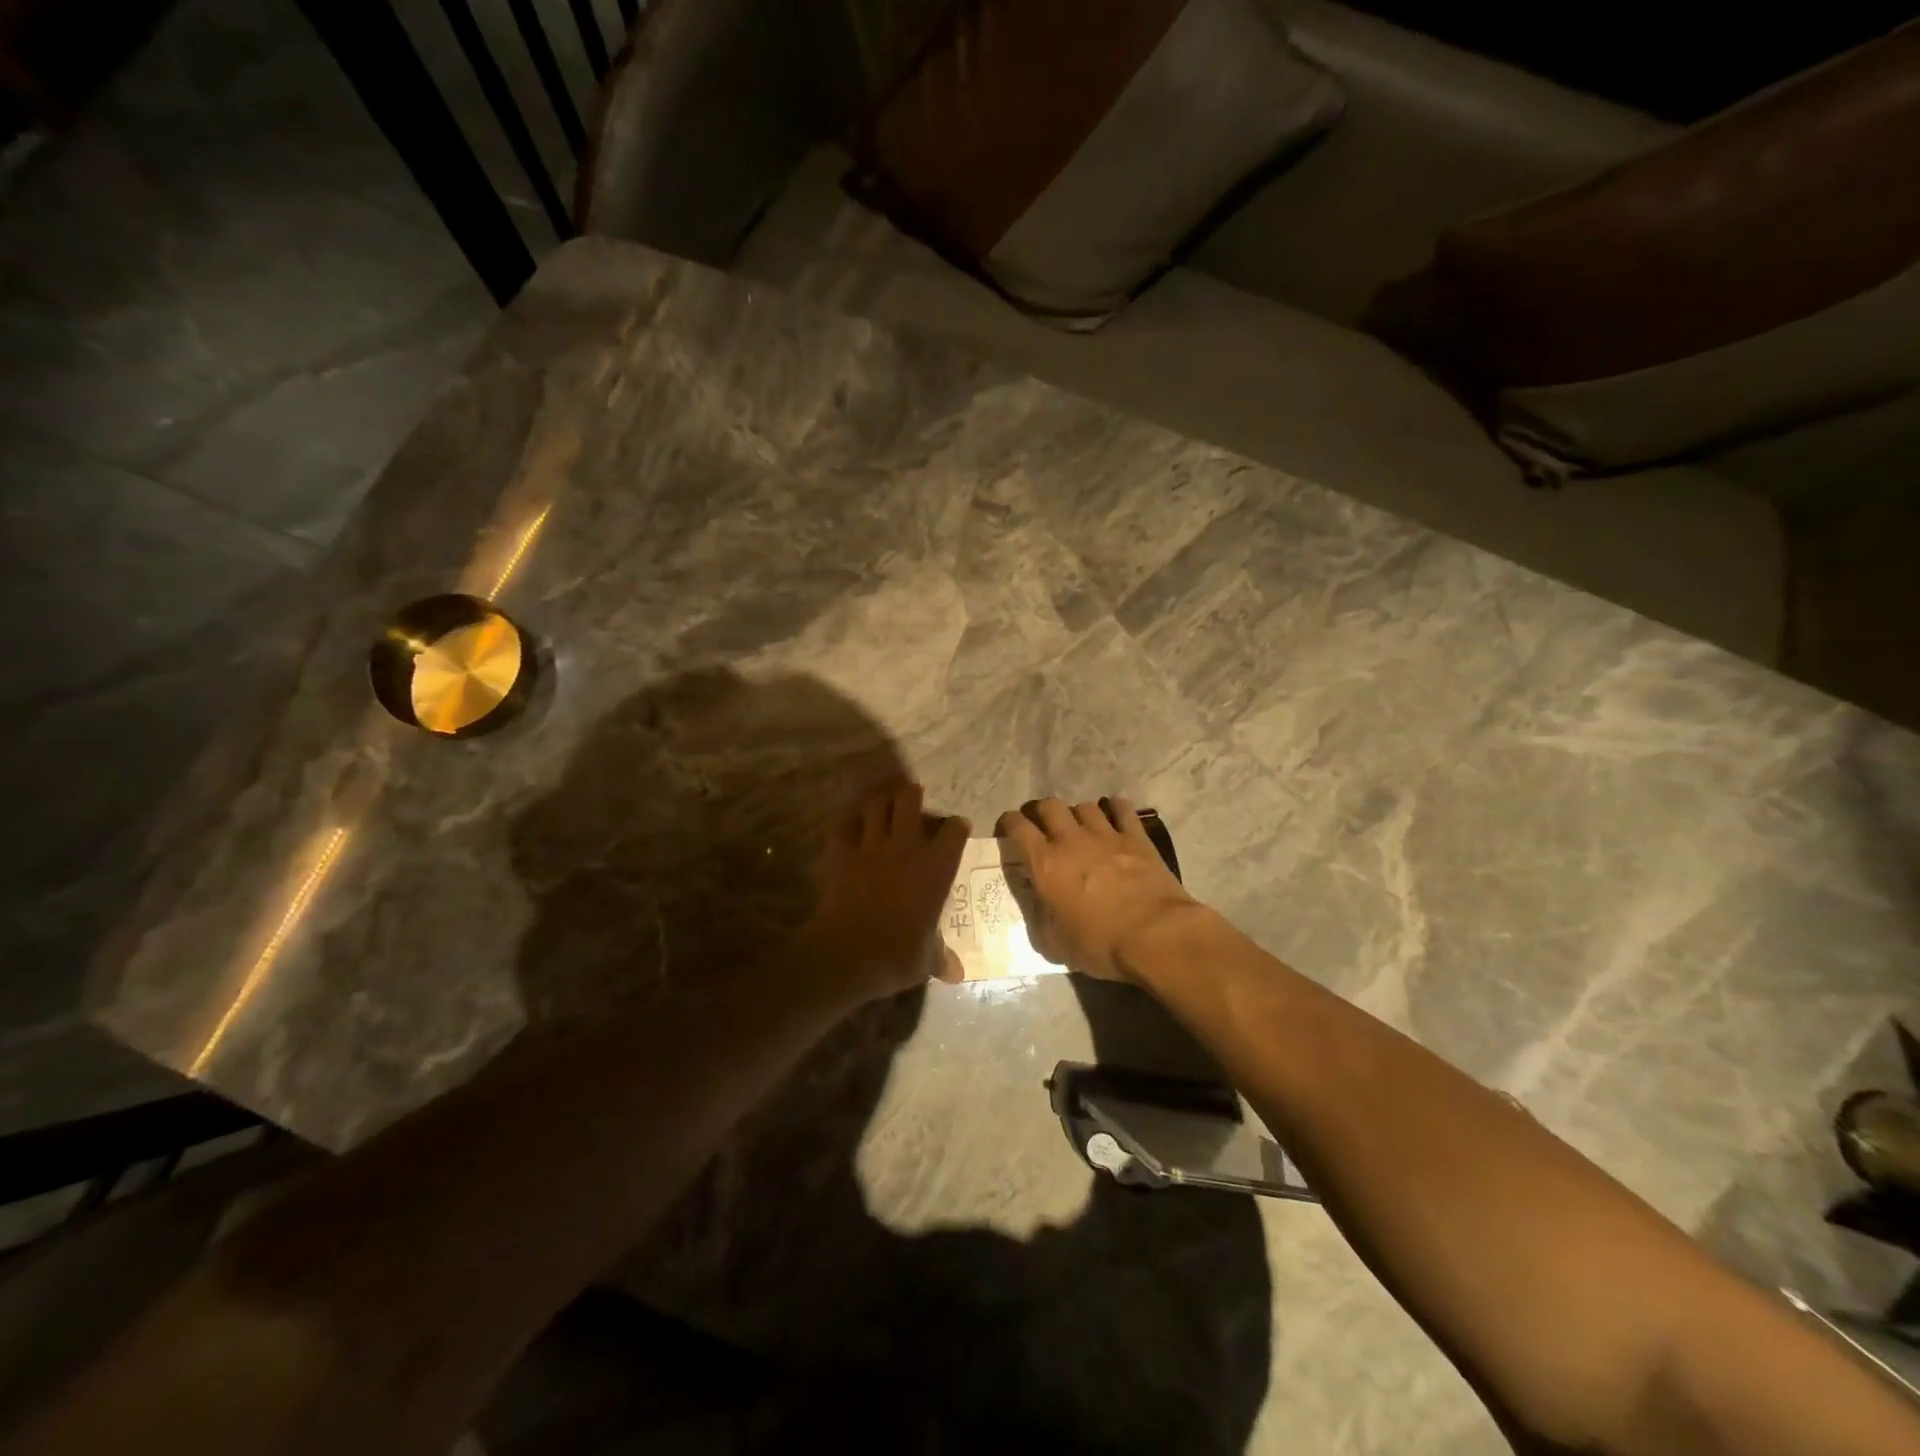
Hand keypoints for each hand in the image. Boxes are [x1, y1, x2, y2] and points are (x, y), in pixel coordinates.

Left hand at [801, 784, 968, 1003]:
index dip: (956, 826)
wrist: (849, 954)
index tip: (956, 828)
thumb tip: (958, 975)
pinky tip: (850, 828)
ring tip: (882, 806)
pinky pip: (843, 825)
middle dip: (912, 795)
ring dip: (880, 802)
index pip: (954, 830)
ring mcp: (871, 846)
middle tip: (913, 799)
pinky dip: (847, 824)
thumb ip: (941, 958)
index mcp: (937, 867)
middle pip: (910, 800)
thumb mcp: (927, 959)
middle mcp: (907, 846)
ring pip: (875, 804)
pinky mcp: (840, 853)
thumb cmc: (899, 955)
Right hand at [996, 798, 1201, 981]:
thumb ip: (1042, 923)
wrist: (1156, 936)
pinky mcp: (1136, 837)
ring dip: (1077, 813)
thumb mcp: (1057, 945)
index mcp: (1045, 864)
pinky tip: (1114, 815)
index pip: (1018, 827)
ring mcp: (1106, 835)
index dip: (1008, 822)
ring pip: (1084, 805)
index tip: (1008, 828)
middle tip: (1041, 826)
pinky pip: (1122, 808)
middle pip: (1049, 806)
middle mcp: (1071, 840)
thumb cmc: (1101, 944)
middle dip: (1040, 812)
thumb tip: (1041, 913)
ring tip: (1079, 826)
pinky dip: (1114, 808)